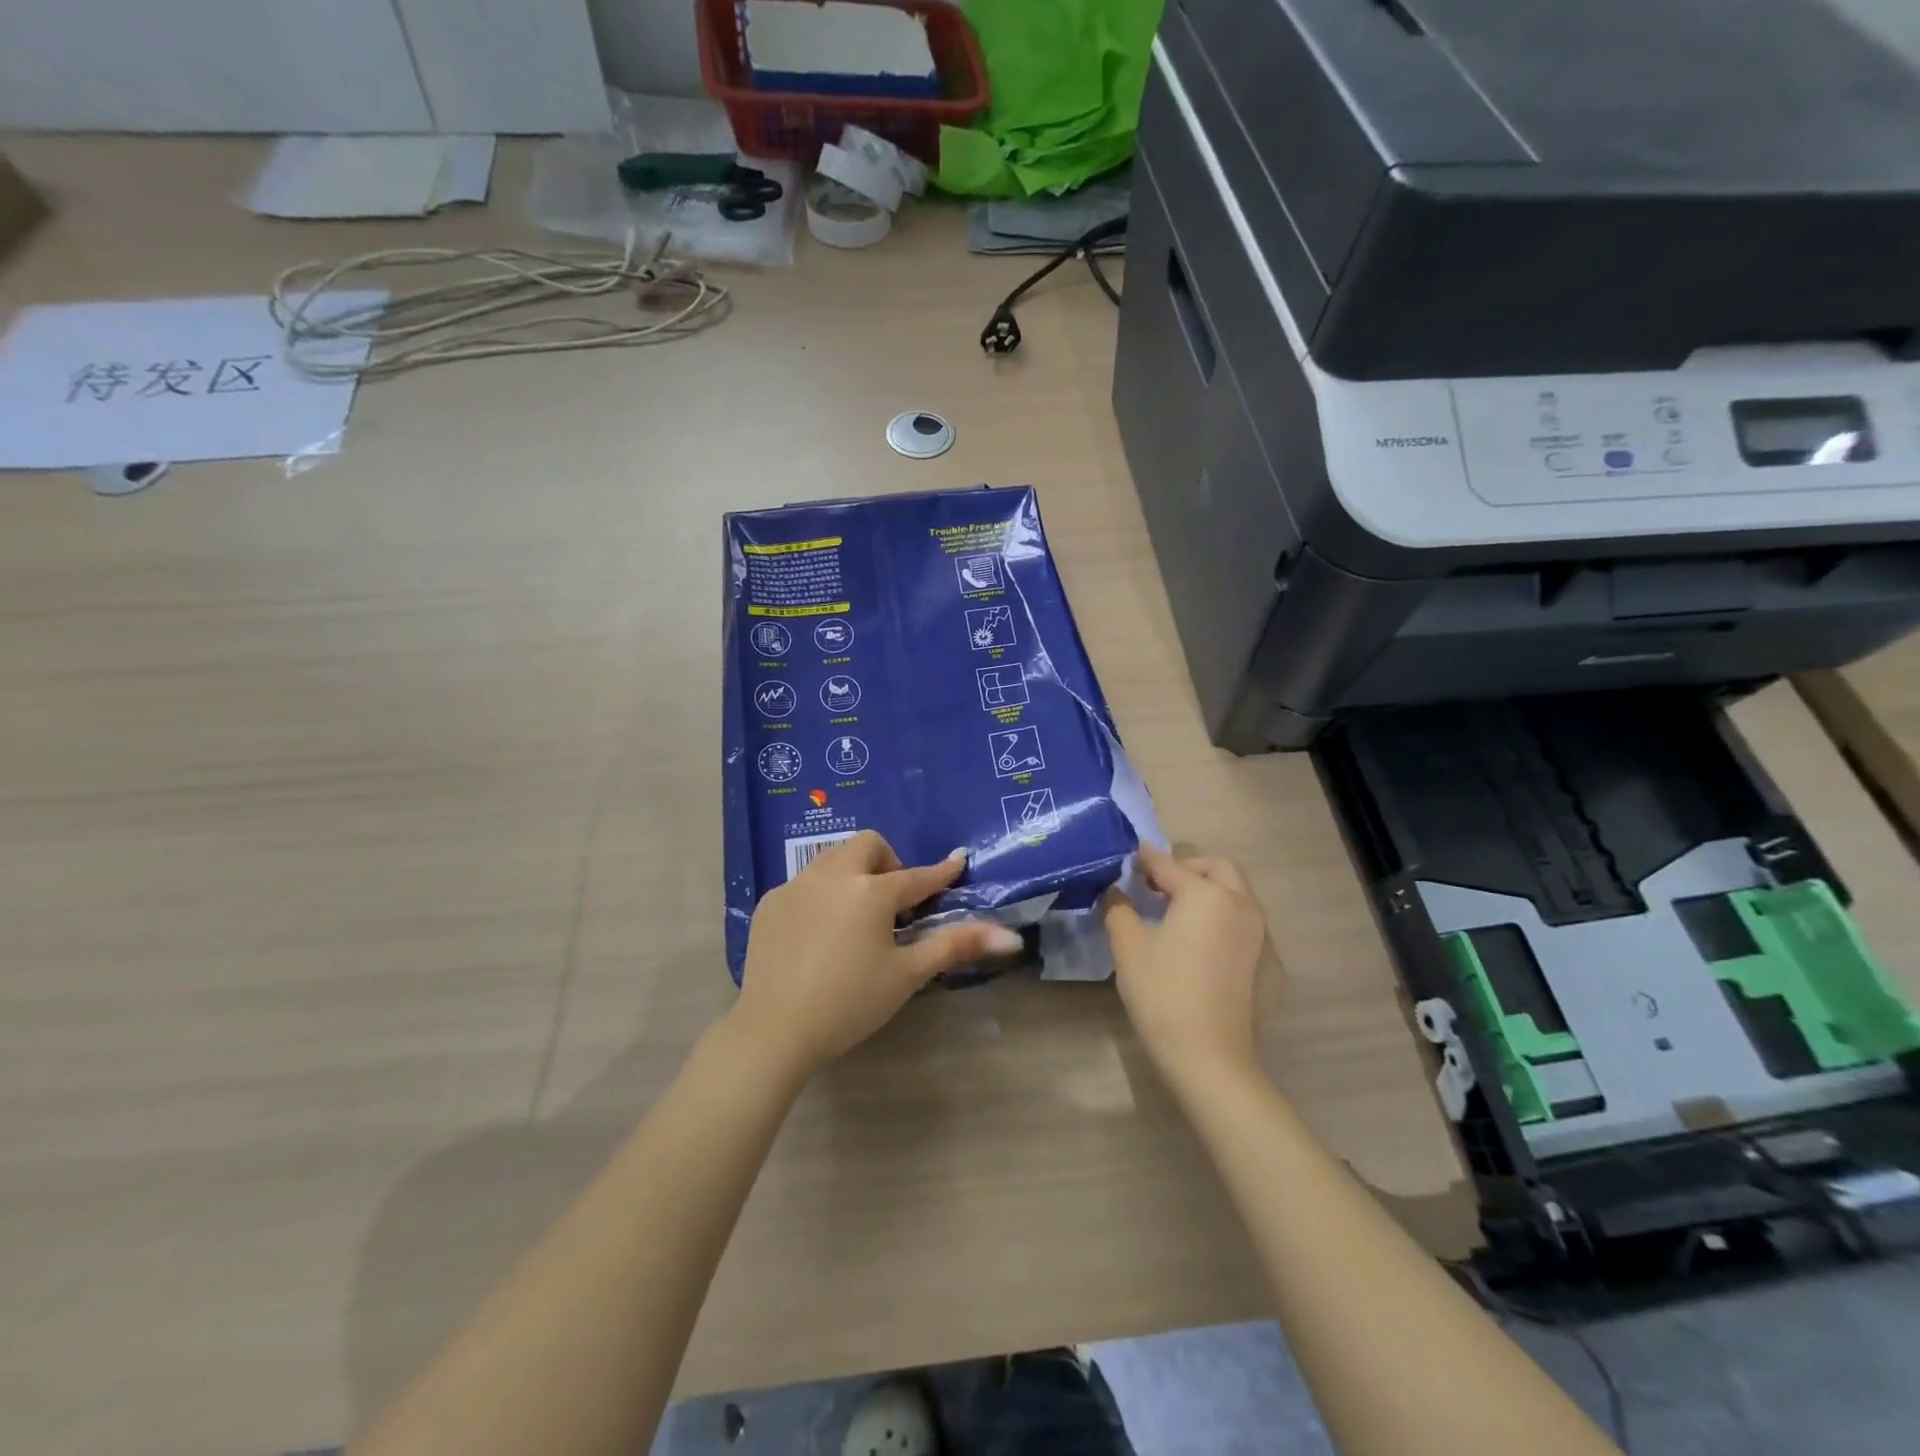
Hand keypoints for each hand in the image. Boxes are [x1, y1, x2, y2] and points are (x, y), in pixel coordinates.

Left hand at [733, 831, 1023, 1075]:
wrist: (775, 1030)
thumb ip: (956, 945)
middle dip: (888, 862)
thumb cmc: (850, 1003)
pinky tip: (819, 932)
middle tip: (893, 901)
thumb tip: (1010, 936)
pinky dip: (822, 892)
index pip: (917, 876)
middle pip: (868, 845)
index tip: (958, 862)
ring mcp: (796, 885)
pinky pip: (804, 881)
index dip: (941, 872)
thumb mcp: (907, 974)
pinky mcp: (771, 902)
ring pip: (833, 857)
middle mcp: (833, 876)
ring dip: (854, 872)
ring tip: (856, 913)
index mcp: (871, 892)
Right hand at [1102, 846, 1269, 1084]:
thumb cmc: (1163, 993)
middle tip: (1157, 883)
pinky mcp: (1266, 960)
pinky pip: (1244, 920)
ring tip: (1177, 909)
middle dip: (1187, 866)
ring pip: (1236, 892)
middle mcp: (1240, 904)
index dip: (1145, 859)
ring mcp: (1259, 933)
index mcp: (1206, 894)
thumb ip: (1119, 909)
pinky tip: (1200, 941)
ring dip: (1209, 888)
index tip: (1128, 856)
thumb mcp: (1129, 946)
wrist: (1210, 1057)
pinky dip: (1222, 915)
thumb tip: (1115, 891)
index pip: (1169, 864)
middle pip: (1216, 867)